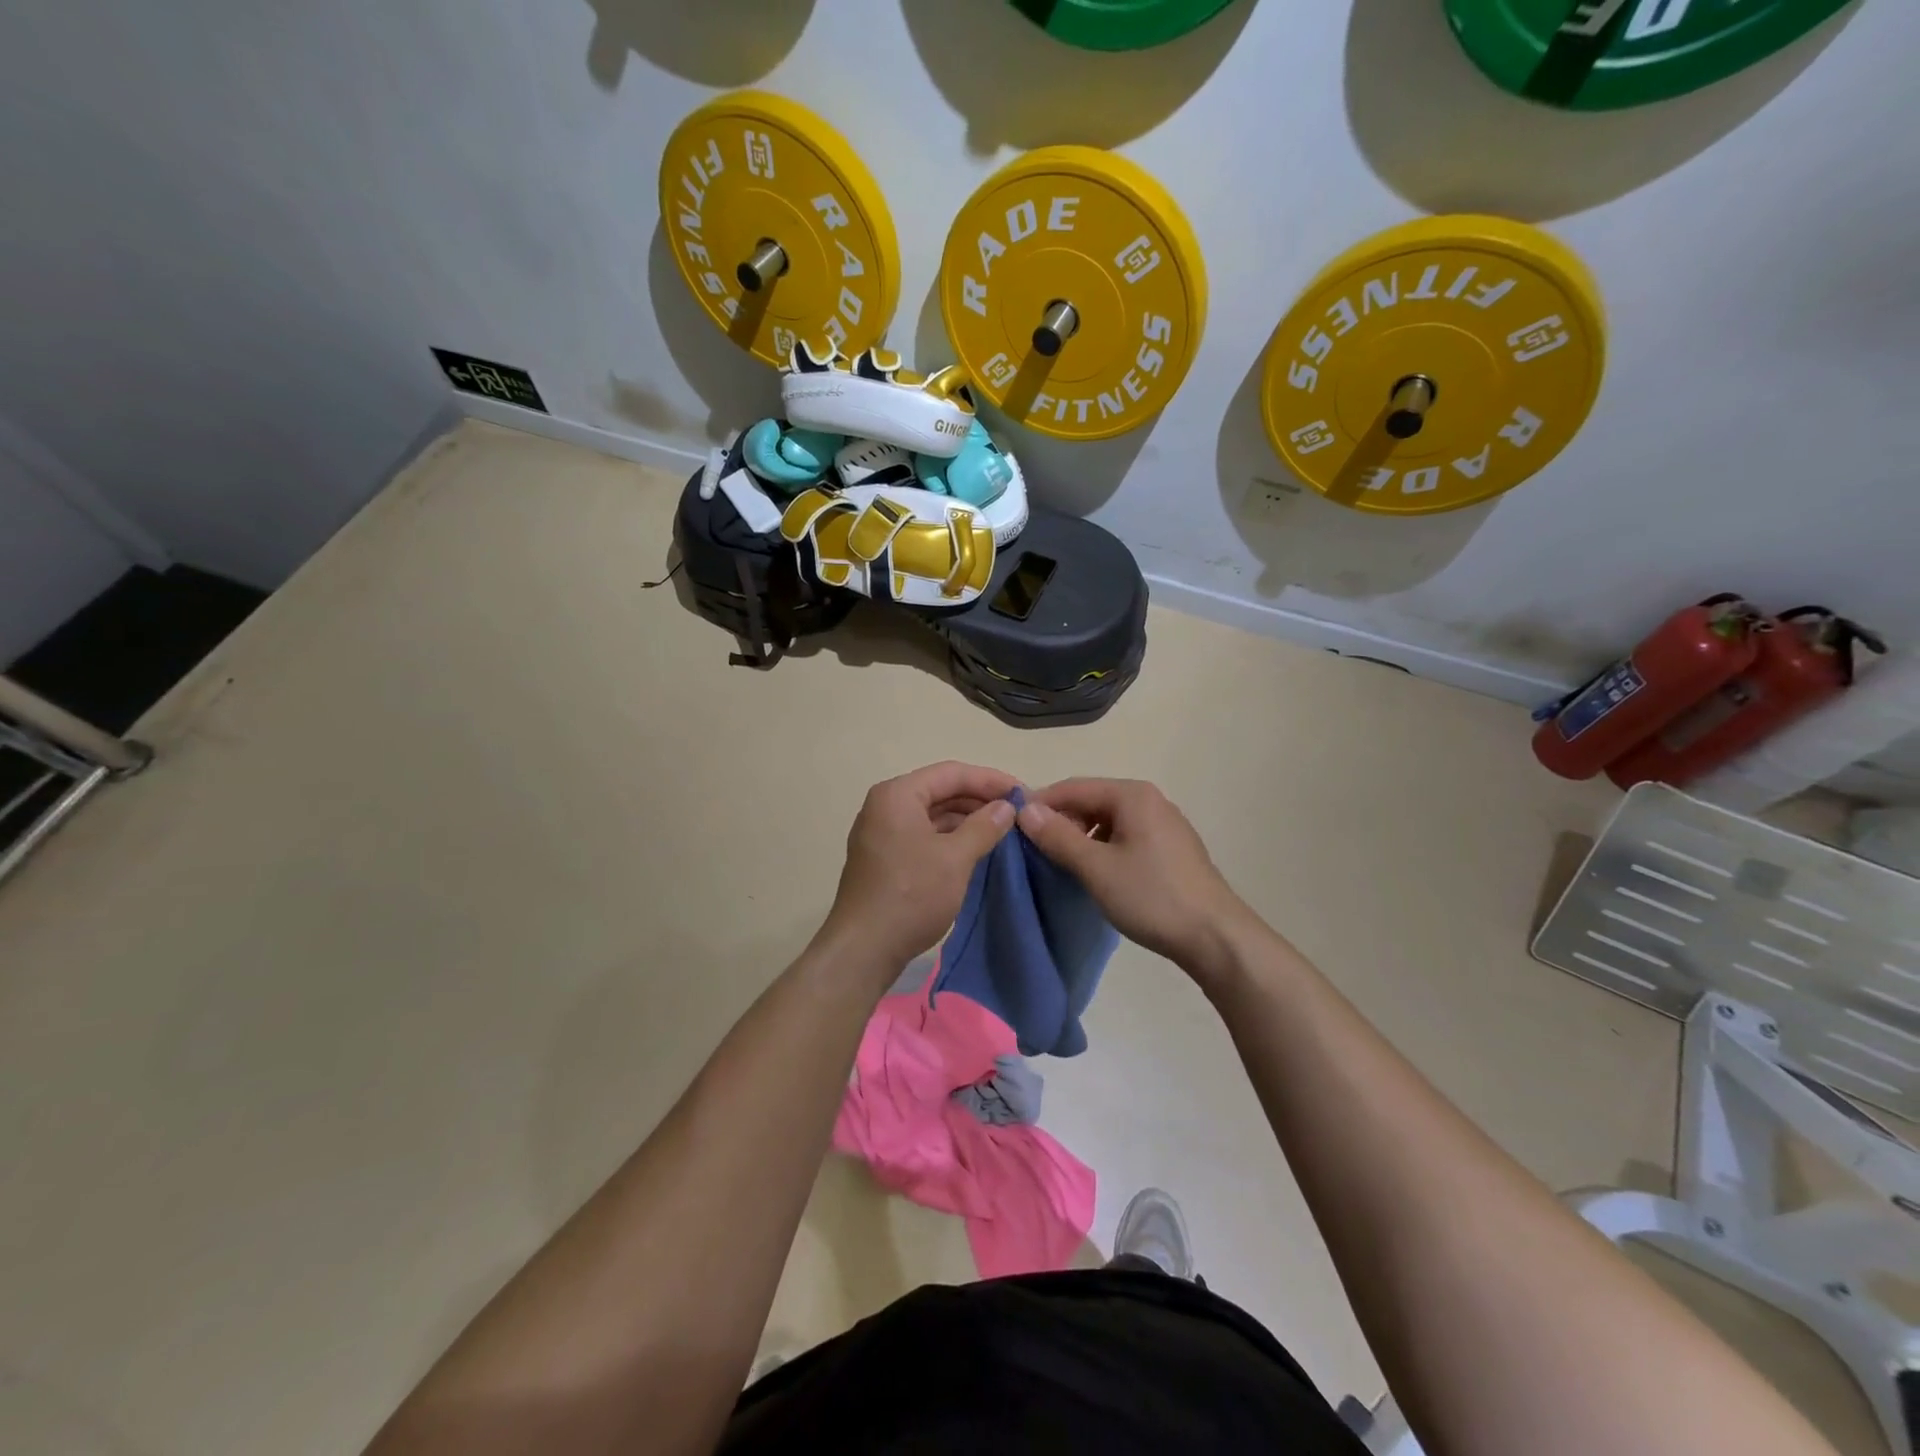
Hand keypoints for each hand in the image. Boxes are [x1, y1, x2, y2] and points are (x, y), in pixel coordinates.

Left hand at [820, 761, 1019, 971]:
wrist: (864, 949)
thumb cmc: (911, 895)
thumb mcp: (955, 858)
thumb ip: (984, 826)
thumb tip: (1007, 807)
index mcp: (897, 795)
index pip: (951, 773)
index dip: (990, 780)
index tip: (1022, 792)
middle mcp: (885, 806)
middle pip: (940, 791)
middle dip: (979, 799)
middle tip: (1016, 812)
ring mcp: (881, 833)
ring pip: (932, 815)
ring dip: (966, 820)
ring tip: (1002, 830)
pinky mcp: (884, 858)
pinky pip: (923, 835)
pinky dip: (950, 838)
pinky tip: (976, 849)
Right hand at [1017, 778, 1254, 979]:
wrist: (1215, 937)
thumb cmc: (1151, 896)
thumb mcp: (1096, 867)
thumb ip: (1058, 836)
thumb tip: (1025, 809)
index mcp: (1132, 795)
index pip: (1074, 787)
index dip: (1041, 803)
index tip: (1013, 826)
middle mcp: (1150, 800)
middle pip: (1092, 800)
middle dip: (1062, 820)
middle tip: (1035, 848)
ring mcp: (1165, 823)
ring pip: (1109, 820)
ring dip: (1081, 835)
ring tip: (1061, 862)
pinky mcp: (1171, 848)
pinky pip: (1126, 835)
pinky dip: (1103, 846)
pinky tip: (1095, 871)